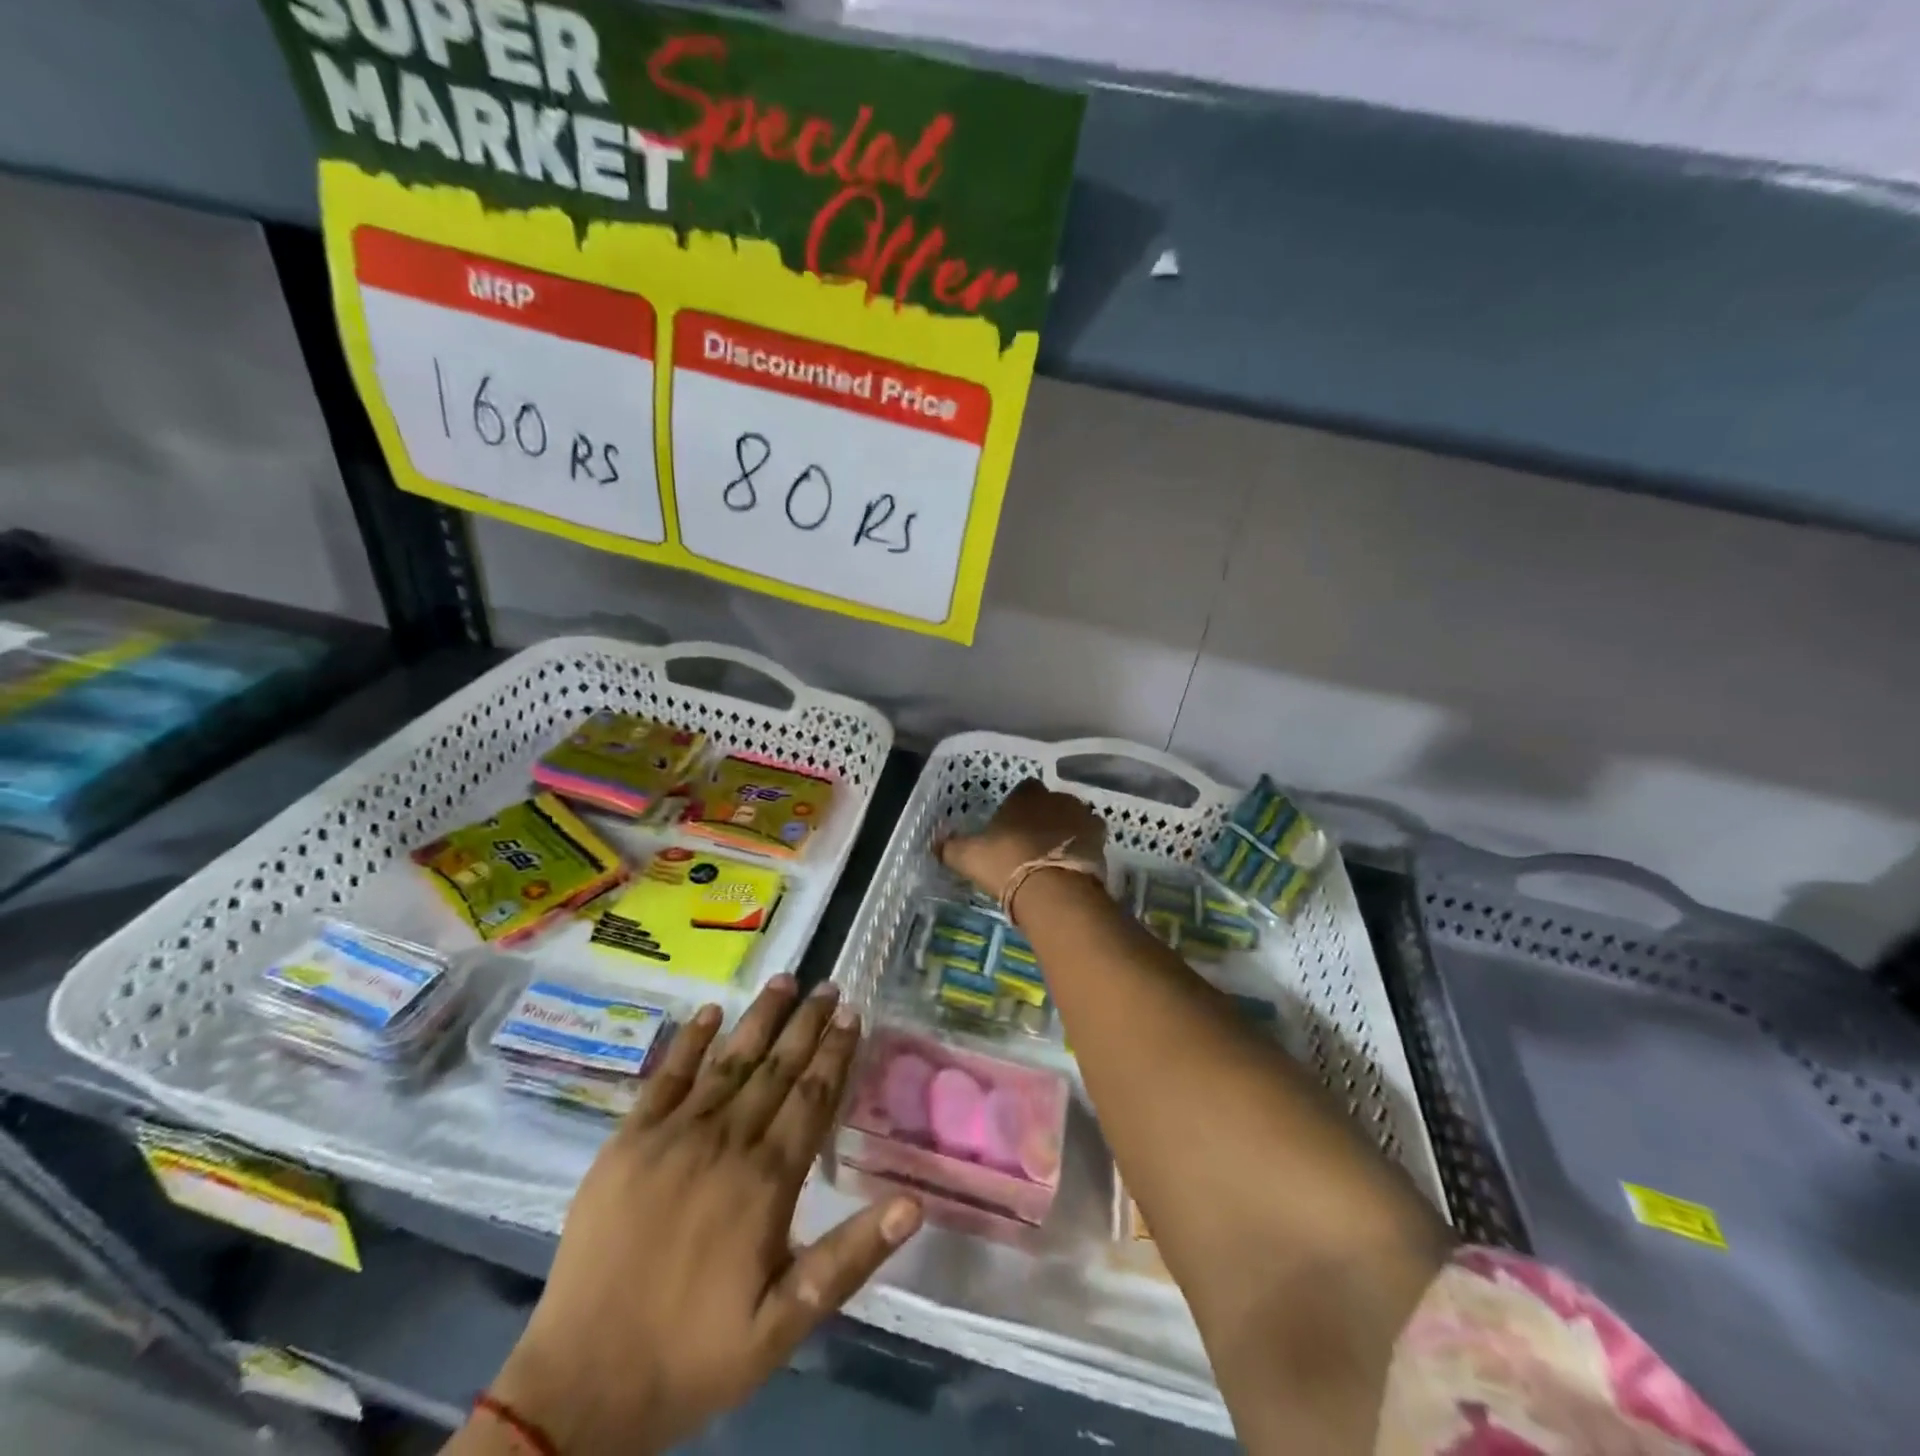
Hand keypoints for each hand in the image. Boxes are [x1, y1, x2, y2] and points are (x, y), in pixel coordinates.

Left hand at [486, 977, 921, 1454]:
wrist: (580, 1386)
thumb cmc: (694, 1354)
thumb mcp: (784, 1324)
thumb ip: (849, 1258)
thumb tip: (912, 1203)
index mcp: (766, 1181)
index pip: (812, 1098)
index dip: (835, 1052)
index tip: (852, 1012)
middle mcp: (725, 1142)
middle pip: (777, 1069)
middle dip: (806, 1024)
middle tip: (829, 986)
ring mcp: (672, 1136)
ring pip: (729, 1062)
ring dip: (760, 1018)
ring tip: (785, 980)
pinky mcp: (628, 1141)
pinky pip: (666, 1078)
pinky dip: (690, 1042)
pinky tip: (710, 1012)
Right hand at [939, 778, 1106, 902]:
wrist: (1052, 889)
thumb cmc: (1006, 864)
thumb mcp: (968, 857)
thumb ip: (950, 846)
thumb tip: (934, 842)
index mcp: (1025, 795)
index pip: (1024, 789)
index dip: (1018, 807)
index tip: (1011, 826)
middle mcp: (1057, 797)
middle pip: (1051, 802)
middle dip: (1044, 817)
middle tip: (1032, 844)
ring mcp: (1082, 816)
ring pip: (1073, 818)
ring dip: (1066, 831)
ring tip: (1054, 857)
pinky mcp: (1100, 839)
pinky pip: (1090, 838)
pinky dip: (1083, 848)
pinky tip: (1073, 865)